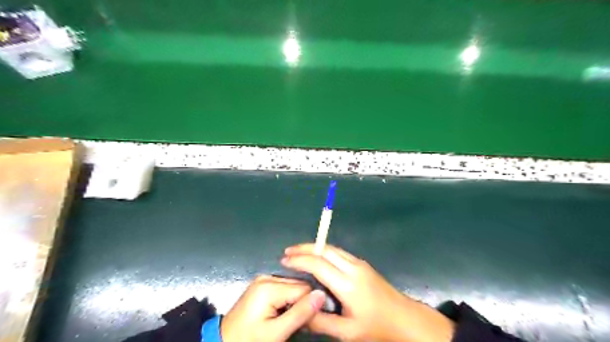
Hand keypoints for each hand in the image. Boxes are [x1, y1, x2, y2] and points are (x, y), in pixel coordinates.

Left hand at [222, 276, 329, 340]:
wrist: (224, 341)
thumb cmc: (249, 339)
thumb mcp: (276, 333)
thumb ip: (300, 313)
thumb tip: (322, 295)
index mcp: (269, 287)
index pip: (304, 288)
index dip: (312, 304)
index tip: (314, 320)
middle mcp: (267, 277)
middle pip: (299, 285)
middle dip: (304, 302)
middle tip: (302, 323)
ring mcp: (264, 279)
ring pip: (293, 286)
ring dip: (297, 301)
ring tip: (291, 319)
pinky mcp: (262, 284)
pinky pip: (284, 287)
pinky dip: (289, 299)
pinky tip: (285, 312)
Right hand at [281, 244, 451, 341]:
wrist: (405, 319)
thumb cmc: (377, 327)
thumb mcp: (348, 332)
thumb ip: (322, 322)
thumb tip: (300, 313)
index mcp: (347, 284)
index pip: (318, 265)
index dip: (299, 261)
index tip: (284, 261)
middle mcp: (352, 267)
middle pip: (324, 250)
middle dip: (304, 248)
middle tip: (287, 252)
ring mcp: (359, 263)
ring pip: (332, 248)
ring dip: (313, 247)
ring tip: (298, 252)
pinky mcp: (362, 264)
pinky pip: (339, 252)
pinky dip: (323, 251)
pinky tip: (317, 257)